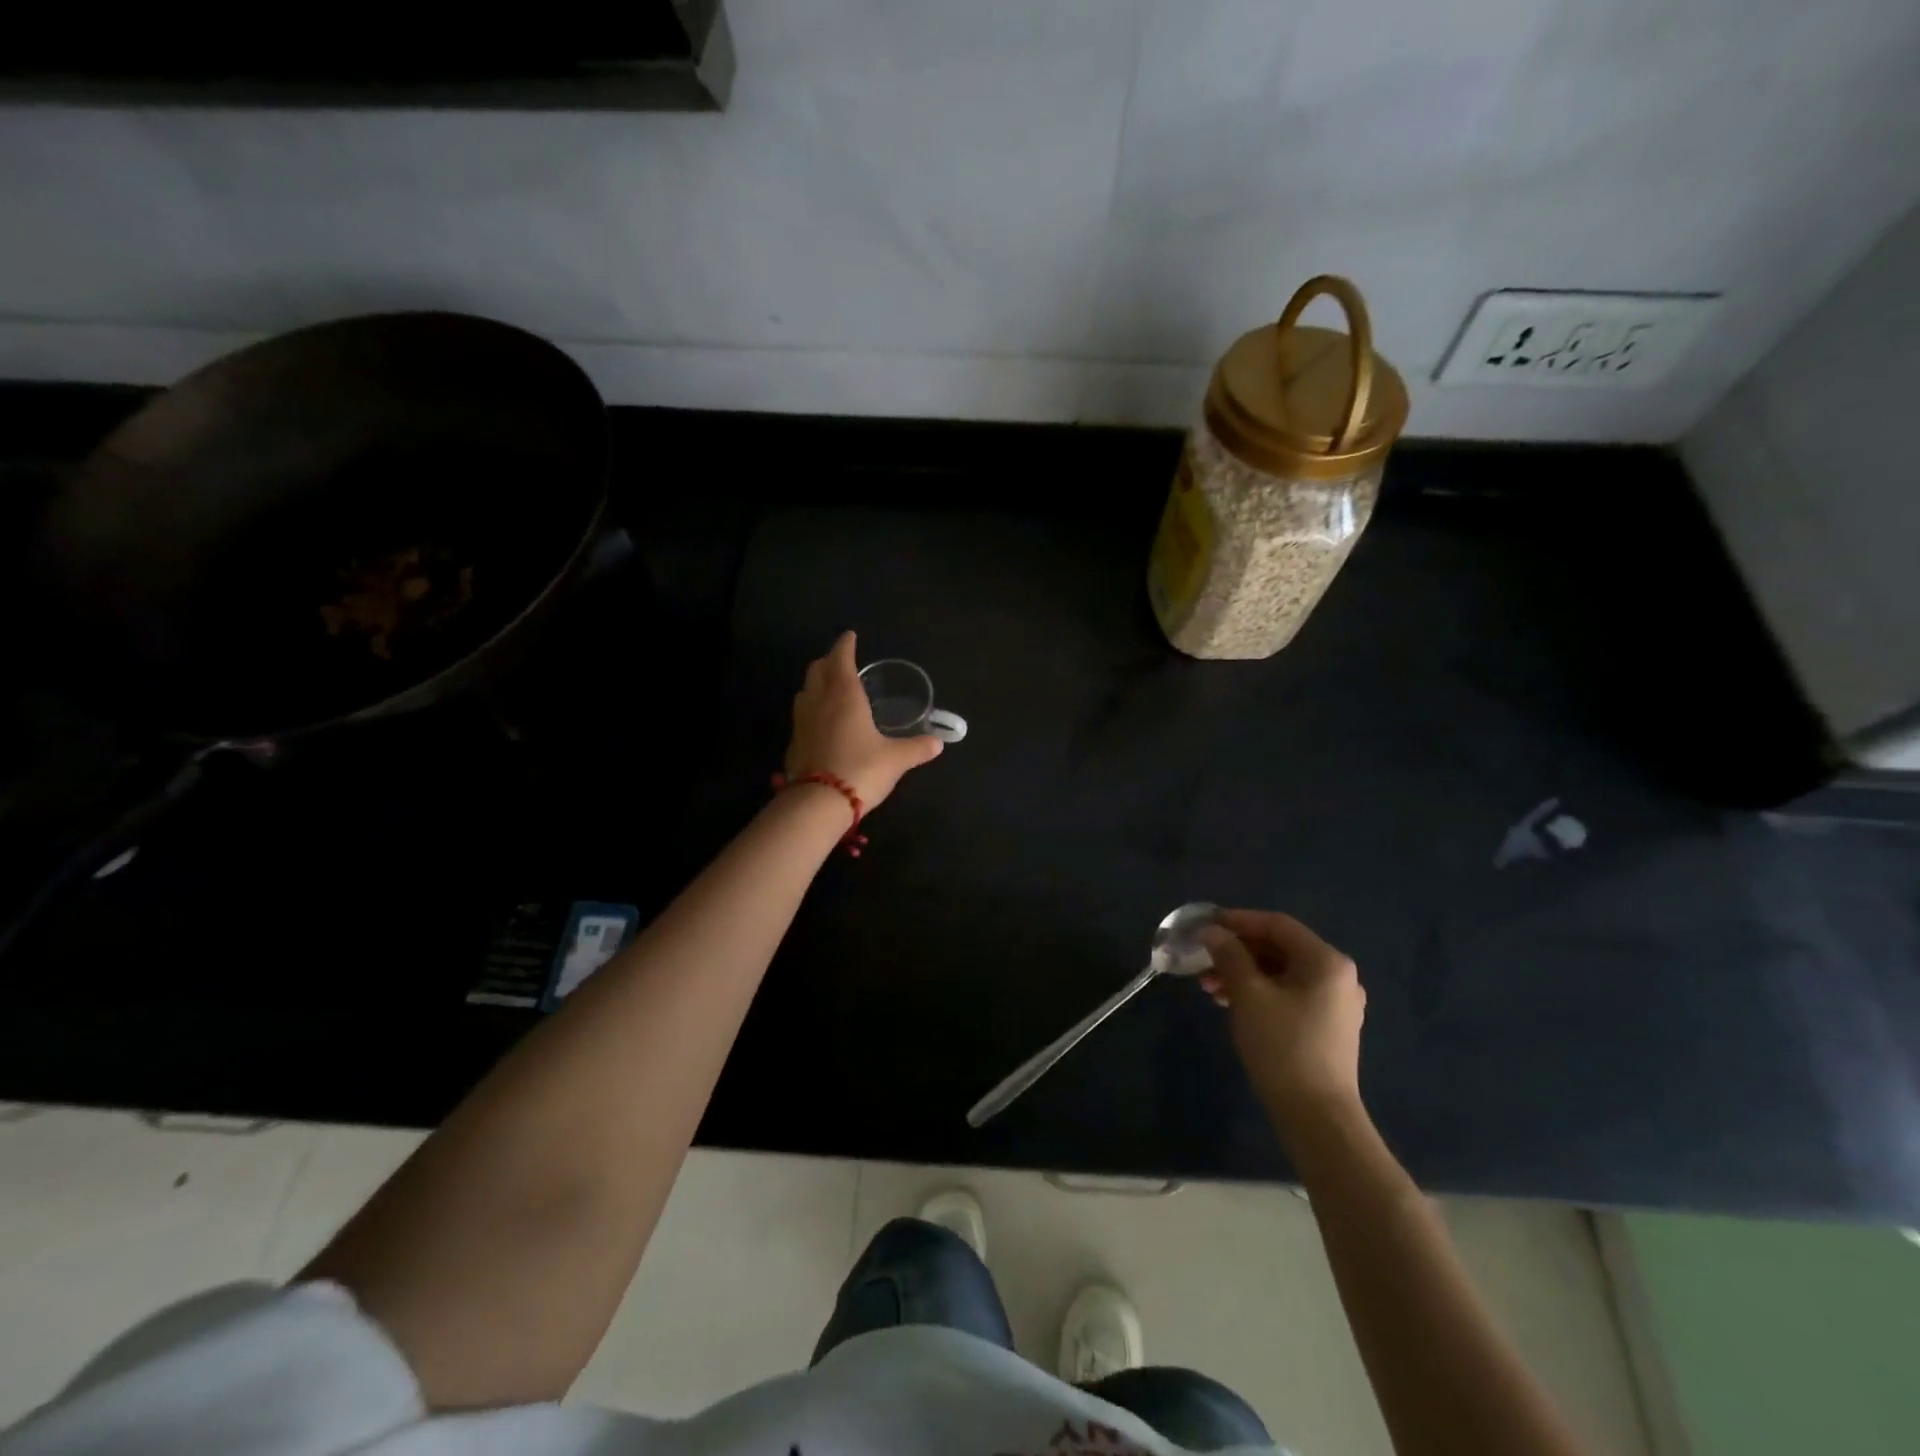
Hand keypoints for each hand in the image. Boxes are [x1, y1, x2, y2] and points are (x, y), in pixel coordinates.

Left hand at [785, 631, 942, 809]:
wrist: (819, 803)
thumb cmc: (861, 769)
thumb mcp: (896, 759)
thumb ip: (917, 748)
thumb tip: (938, 743)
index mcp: (844, 695)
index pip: (841, 658)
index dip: (845, 645)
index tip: (850, 636)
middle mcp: (819, 701)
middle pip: (817, 670)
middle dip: (829, 661)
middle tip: (841, 661)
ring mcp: (801, 722)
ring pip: (805, 691)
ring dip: (816, 684)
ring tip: (830, 689)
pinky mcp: (793, 743)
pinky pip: (801, 716)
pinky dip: (811, 710)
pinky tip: (822, 723)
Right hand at [1200, 910, 1366, 1132]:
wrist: (1317, 1116)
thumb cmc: (1283, 1046)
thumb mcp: (1248, 994)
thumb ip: (1229, 956)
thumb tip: (1212, 931)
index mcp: (1326, 961)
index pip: (1277, 925)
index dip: (1238, 921)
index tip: (1205, 926)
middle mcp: (1338, 976)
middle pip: (1280, 948)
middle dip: (1237, 951)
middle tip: (1203, 961)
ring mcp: (1336, 1003)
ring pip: (1281, 973)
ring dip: (1244, 973)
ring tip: (1210, 987)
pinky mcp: (1328, 1027)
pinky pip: (1289, 994)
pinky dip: (1259, 992)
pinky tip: (1231, 1003)